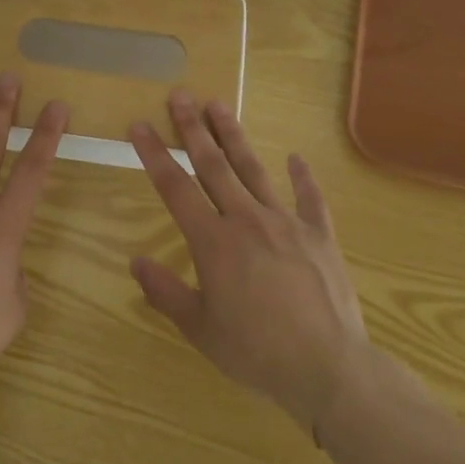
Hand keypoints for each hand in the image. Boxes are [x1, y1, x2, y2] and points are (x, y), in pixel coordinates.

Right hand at [129, 91, 368, 432]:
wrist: (329, 368)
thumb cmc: (257, 352)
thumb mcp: (200, 329)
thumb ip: (166, 292)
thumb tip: (135, 262)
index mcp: (213, 242)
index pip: (175, 188)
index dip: (154, 154)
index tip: (140, 125)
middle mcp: (247, 220)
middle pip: (214, 165)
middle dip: (193, 128)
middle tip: (180, 95)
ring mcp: (286, 223)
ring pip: (254, 169)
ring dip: (234, 136)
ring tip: (219, 105)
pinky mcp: (320, 235)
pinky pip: (310, 198)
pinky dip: (303, 176)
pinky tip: (296, 157)